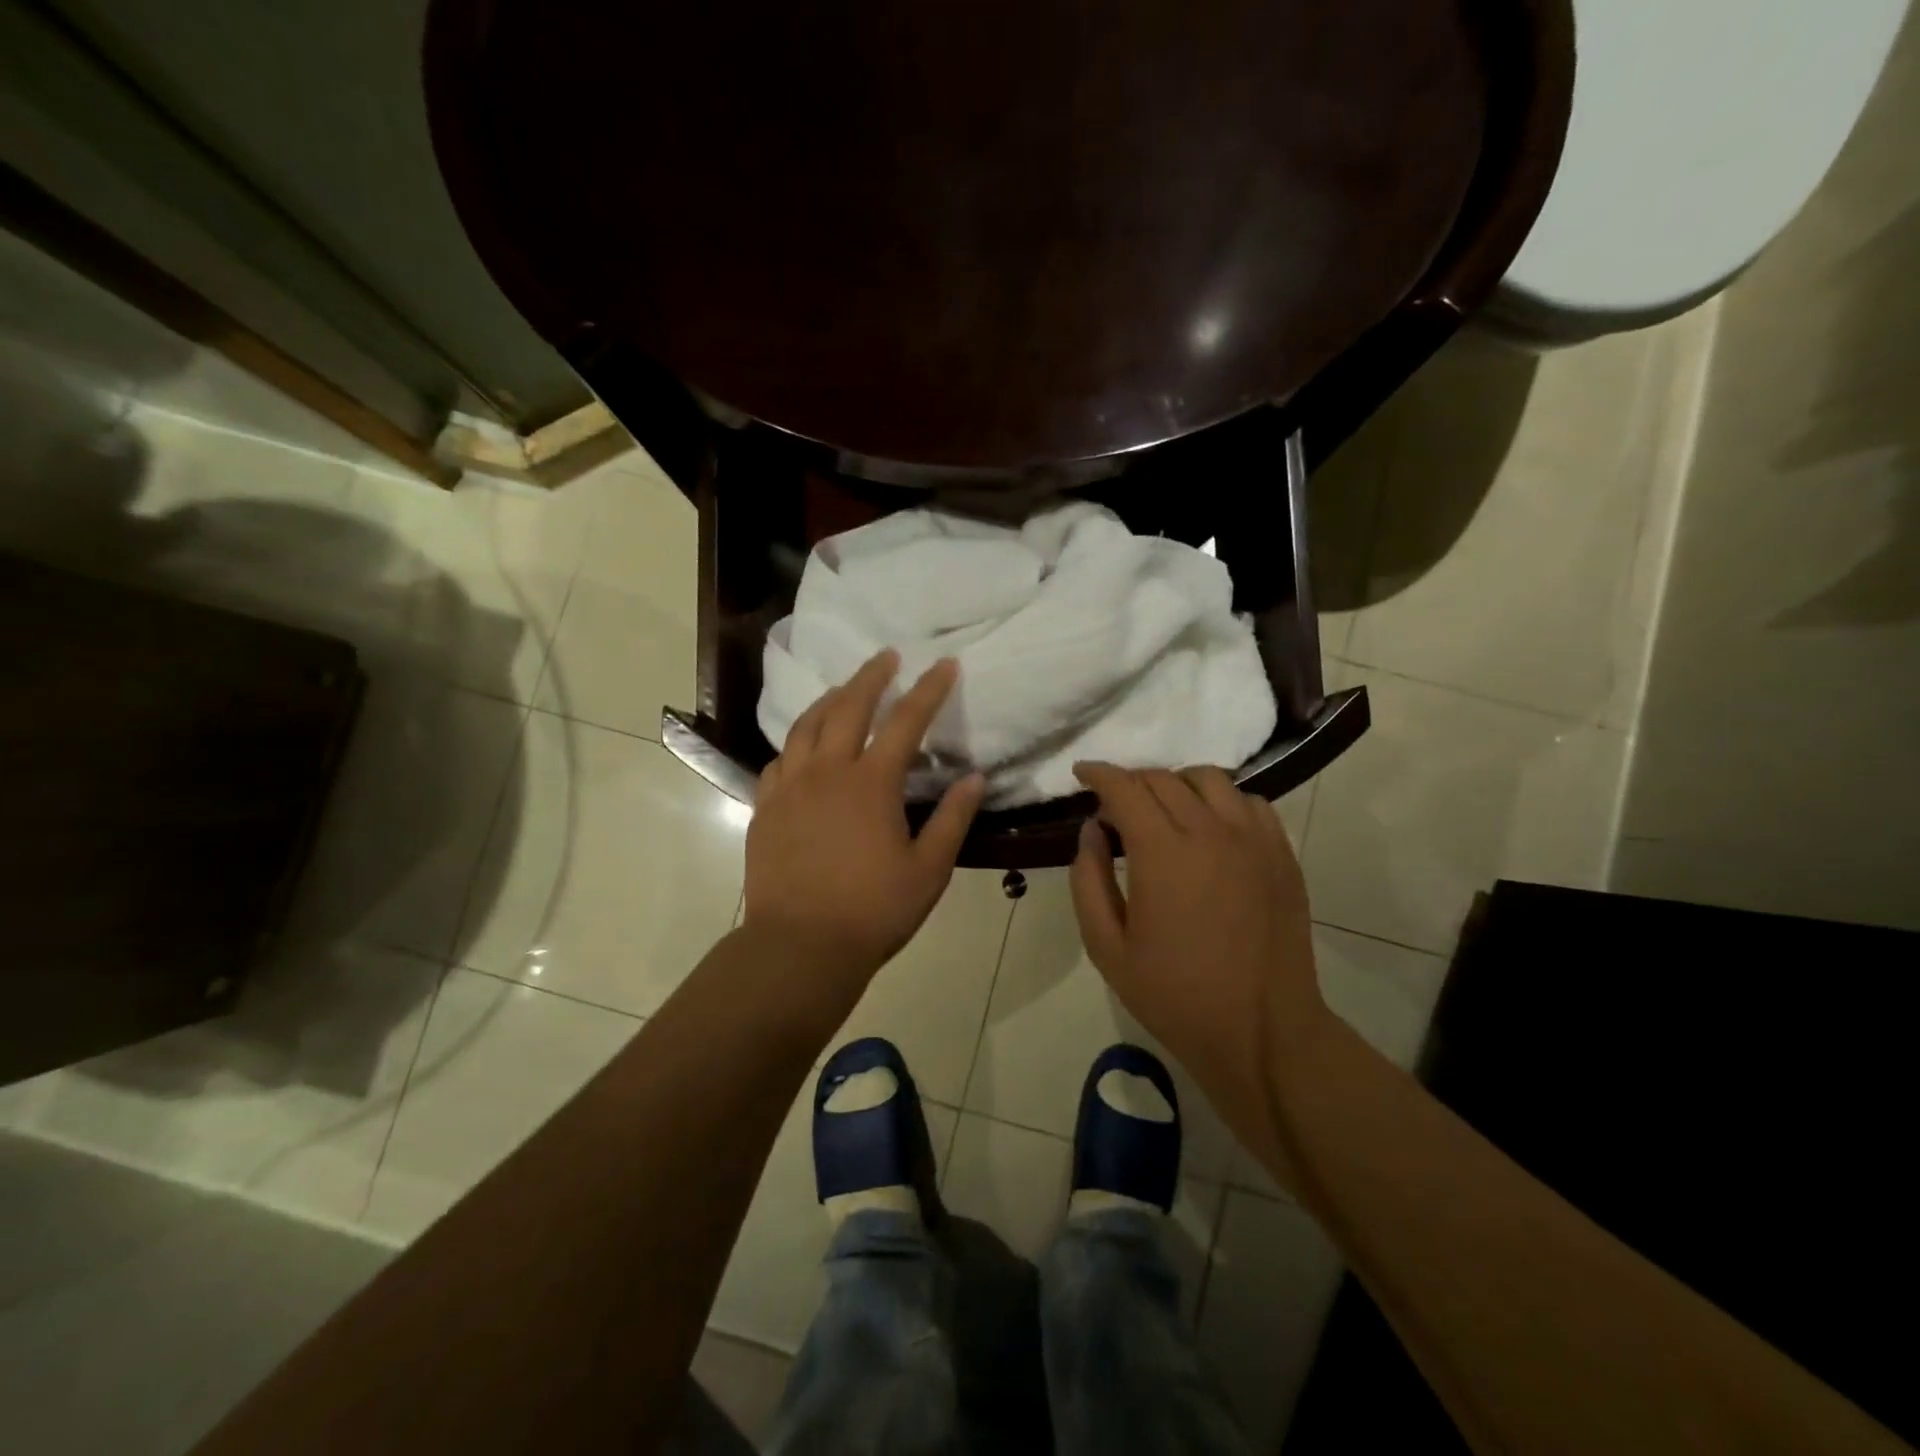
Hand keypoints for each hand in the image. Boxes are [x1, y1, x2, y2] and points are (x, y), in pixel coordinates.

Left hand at [744, 650, 984, 990]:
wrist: (800, 946)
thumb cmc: (873, 910)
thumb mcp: (929, 869)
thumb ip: (953, 819)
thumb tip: (974, 778)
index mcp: (871, 783)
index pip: (906, 721)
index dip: (928, 689)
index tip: (944, 664)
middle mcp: (827, 772)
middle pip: (848, 707)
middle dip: (871, 676)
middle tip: (886, 656)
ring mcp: (790, 788)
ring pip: (806, 726)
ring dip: (828, 700)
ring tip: (843, 690)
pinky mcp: (765, 808)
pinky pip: (779, 761)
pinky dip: (796, 744)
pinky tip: (803, 749)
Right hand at [1069, 763, 1327, 1114]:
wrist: (1262, 1032)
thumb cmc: (1174, 995)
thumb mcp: (1107, 947)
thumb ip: (1088, 880)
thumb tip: (1091, 830)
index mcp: (1163, 853)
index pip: (1125, 788)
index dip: (1098, 774)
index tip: (1082, 772)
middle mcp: (1211, 832)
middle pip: (1164, 778)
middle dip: (1131, 782)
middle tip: (1116, 808)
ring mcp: (1254, 840)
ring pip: (1211, 780)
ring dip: (1177, 784)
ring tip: (1165, 812)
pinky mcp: (1282, 855)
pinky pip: (1251, 803)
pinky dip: (1222, 802)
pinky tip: (1212, 829)